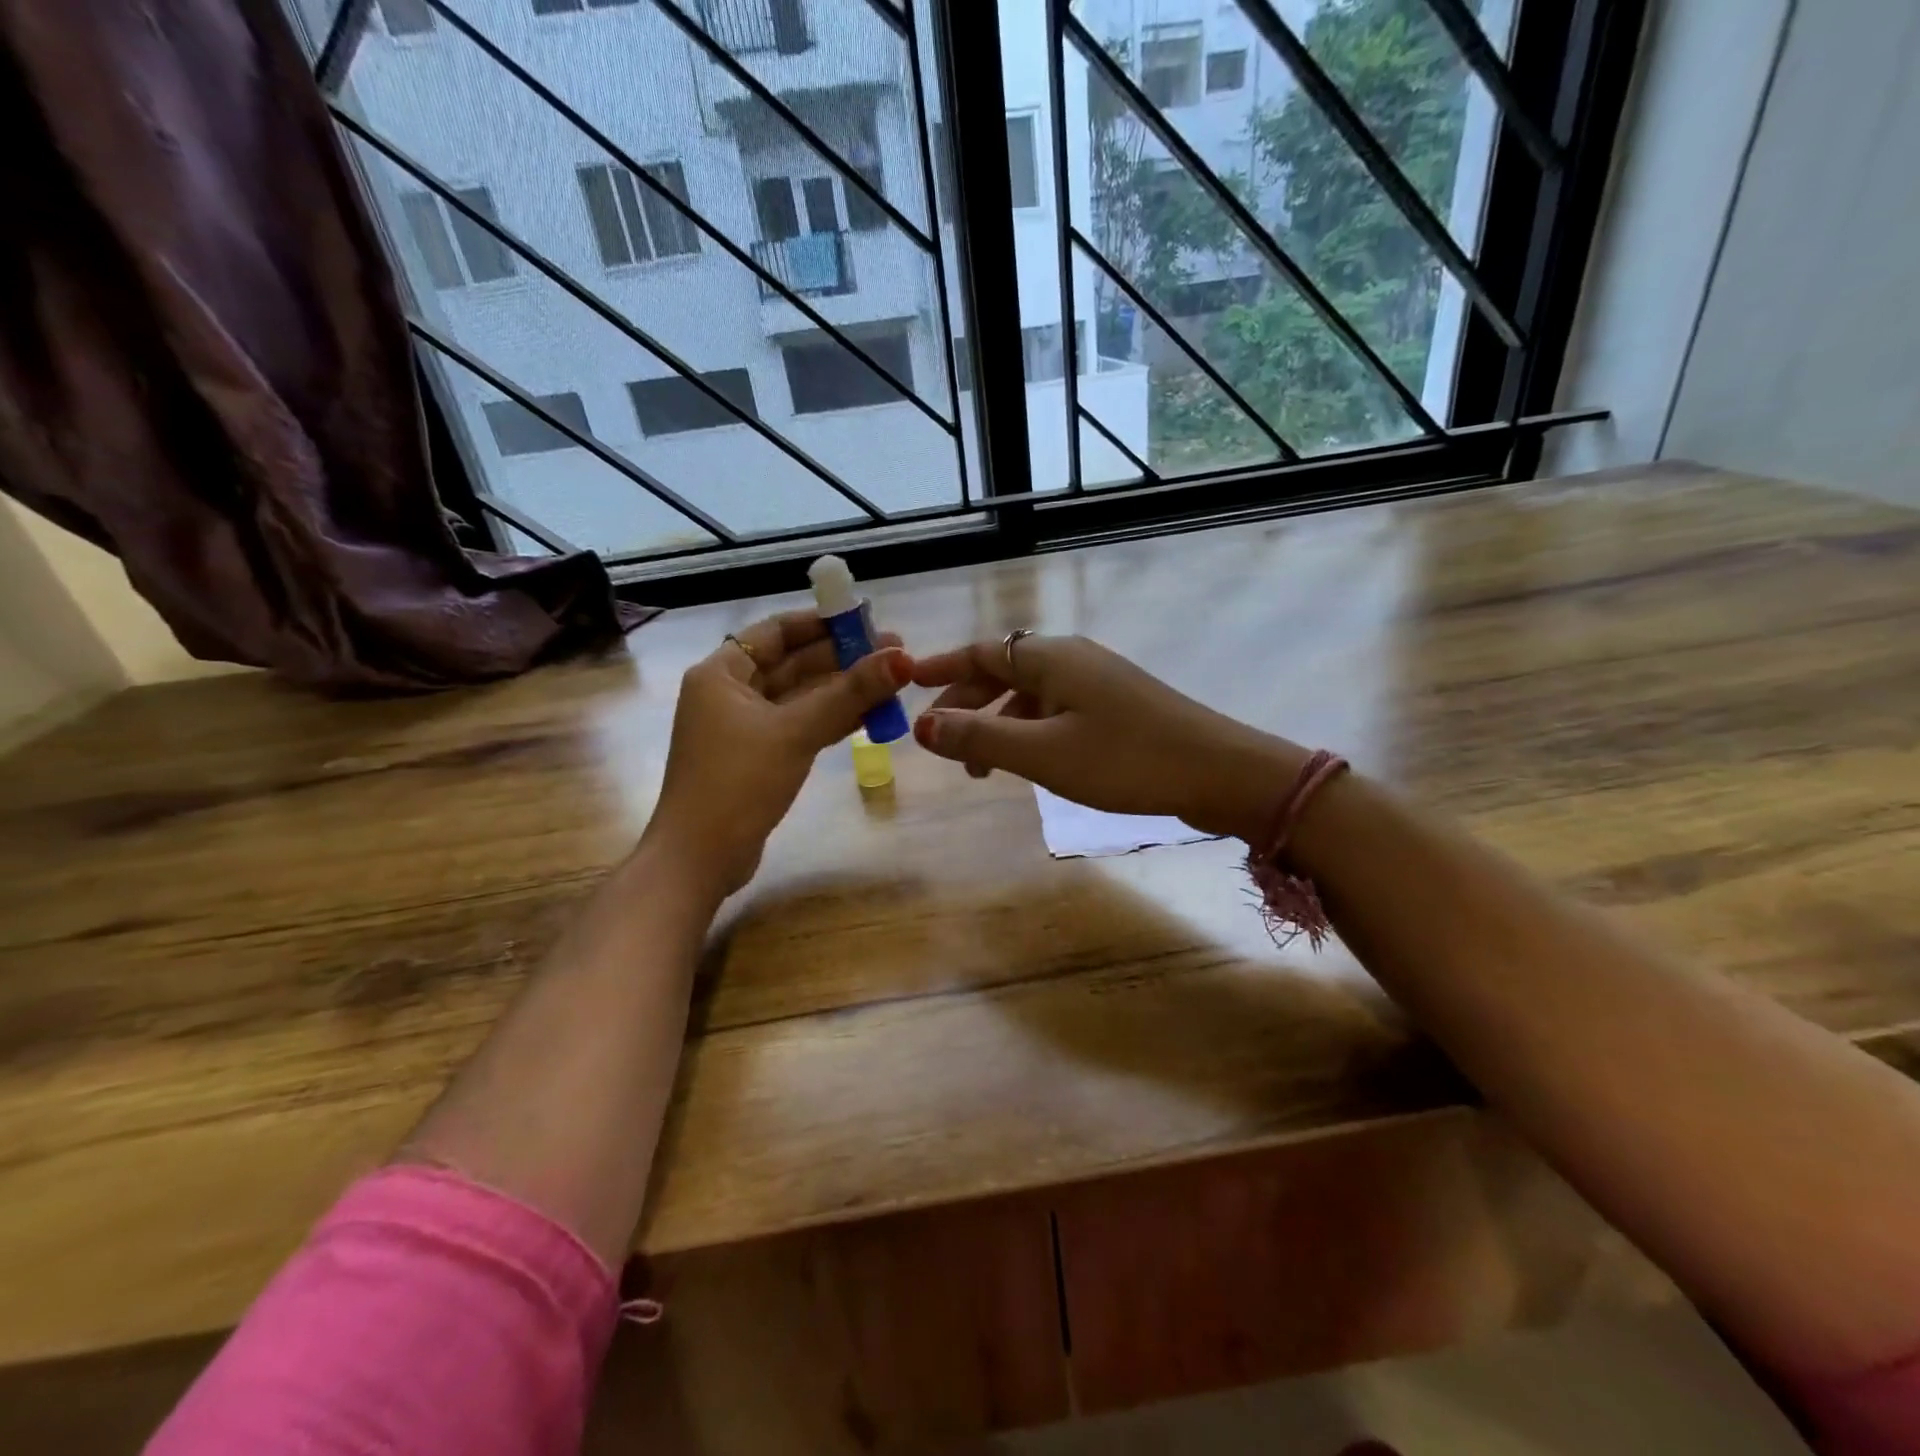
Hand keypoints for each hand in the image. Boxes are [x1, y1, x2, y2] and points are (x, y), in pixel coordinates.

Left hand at [649, 610, 910, 896]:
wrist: (700, 859)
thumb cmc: (738, 783)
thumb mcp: (795, 732)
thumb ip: (849, 693)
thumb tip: (902, 658)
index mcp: (722, 673)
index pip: (777, 631)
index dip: (822, 622)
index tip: (867, 618)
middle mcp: (730, 693)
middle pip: (793, 663)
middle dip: (843, 658)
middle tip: (896, 654)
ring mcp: (745, 728)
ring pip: (801, 697)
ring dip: (843, 690)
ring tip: (893, 681)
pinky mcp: (759, 758)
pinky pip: (801, 726)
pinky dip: (832, 720)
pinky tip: (871, 715)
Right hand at [910, 634, 1304, 841]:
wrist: (1219, 772)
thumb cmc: (1125, 759)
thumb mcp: (1042, 753)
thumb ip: (979, 738)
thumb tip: (921, 725)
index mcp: (1051, 657)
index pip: (981, 651)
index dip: (941, 668)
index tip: (909, 685)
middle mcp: (1072, 658)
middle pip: (1004, 670)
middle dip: (968, 702)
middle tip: (943, 741)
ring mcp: (1099, 681)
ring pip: (1031, 694)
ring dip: (999, 723)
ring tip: (983, 768)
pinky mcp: (1117, 706)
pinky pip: (1056, 710)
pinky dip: (1030, 731)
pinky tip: (1031, 762)